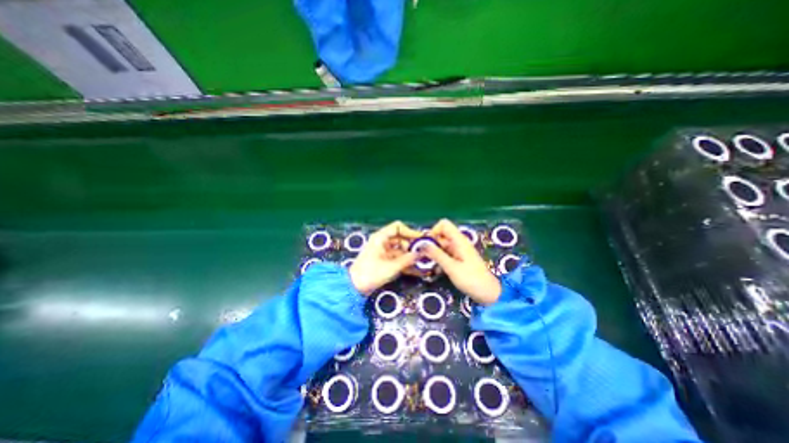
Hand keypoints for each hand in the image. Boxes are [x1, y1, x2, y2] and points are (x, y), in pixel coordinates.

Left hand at [347, 220, 421, 293]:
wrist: (354, 288)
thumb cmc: (370, 274)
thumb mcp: (391, 267)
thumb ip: (408, 259)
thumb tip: (422, 253)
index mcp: (380, 238)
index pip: (397, 227)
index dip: (410, 232)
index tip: (421, 240)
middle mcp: (382, 242)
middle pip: (401, 239)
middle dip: (413, 246)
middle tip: (425, 254)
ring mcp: (384, 252)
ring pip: (401, 250)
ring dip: (411, 256)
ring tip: (423, 263)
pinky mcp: (385, 261)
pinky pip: (398, 259)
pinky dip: (406, 263)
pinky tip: (417, 270)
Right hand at [423, 219, 501, 303]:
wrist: (489, 294)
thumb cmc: (471, 279)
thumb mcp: (451, 267)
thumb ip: (436, 254)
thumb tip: (422, 244)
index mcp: (459, 240)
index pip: (443, 224)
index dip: (433, 231)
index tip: (427, 245)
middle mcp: (458, 242)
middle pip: (440, 236)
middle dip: (430, 245)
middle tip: (422, 257)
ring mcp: (459, 251)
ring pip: (441, 246)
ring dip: (433, 254)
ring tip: (427, 265)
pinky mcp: (458, 259)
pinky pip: (445, 255)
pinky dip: (439, 260)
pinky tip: (436, 271)